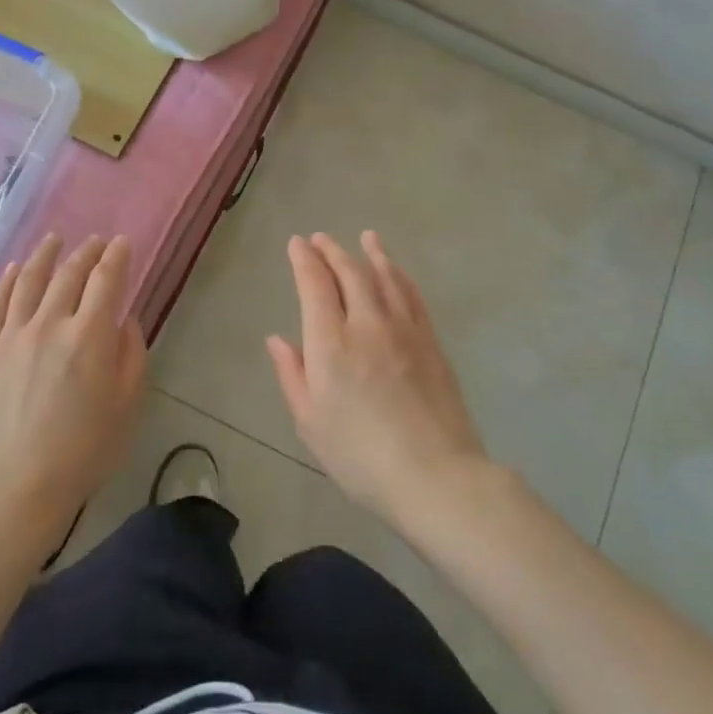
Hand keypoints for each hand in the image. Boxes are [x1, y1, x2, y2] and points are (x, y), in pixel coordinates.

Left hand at [0, 234, 147, 534]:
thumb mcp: (126, 405)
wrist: (14, 486)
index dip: (117, 256)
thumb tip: (124, 320)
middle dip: (86, 252)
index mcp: (90, 336)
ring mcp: (12, 334)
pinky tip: (13, 269)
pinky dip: (6, 281)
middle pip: (69, 274)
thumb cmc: (83, 451)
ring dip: (45, 255)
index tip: (122, 243)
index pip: (107, 280)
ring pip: (29, 280)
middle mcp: (50, 323)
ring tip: (54, 240)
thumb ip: (131, 355)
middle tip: (95, 242)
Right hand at [266, 232, 486, 522]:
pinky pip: (412, 295)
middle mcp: (367, 325)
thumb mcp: (310, 423)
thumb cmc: (360, 457)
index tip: (297, 244)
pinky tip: (396, 271)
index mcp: (331, 344)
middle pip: (350, 273)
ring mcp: (404, 330)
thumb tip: (277, 339)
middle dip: (332, 251)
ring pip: (385, 278)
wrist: (435, 476)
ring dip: (371, 254)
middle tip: (321, 238)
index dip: (304, 260)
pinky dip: (400, 276)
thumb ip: (292, 375)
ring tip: (365, 237)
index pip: (315, 286)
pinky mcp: (431, 341)